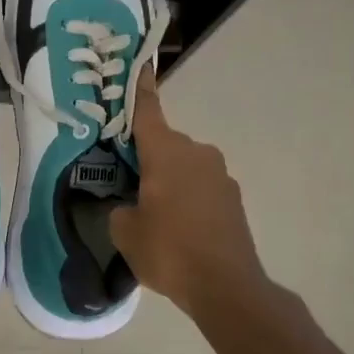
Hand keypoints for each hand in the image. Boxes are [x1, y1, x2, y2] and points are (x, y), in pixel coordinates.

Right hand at [110, 70, 271, 317]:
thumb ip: (120, 208)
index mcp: (166, 152)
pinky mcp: (232, 198)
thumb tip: (129, 204)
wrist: (227, 287)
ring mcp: (220, 175)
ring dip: (167, 178)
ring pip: (182, 165)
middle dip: (144, 155)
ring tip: (151, 210)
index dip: (138, 89)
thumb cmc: (169, 251)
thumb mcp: (125, 231)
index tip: (137, 65)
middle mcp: (196, 153)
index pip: (146, 111)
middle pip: (163, 142)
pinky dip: (185, 196)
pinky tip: (176, 226)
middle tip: (123, 177)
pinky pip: (199, 186)